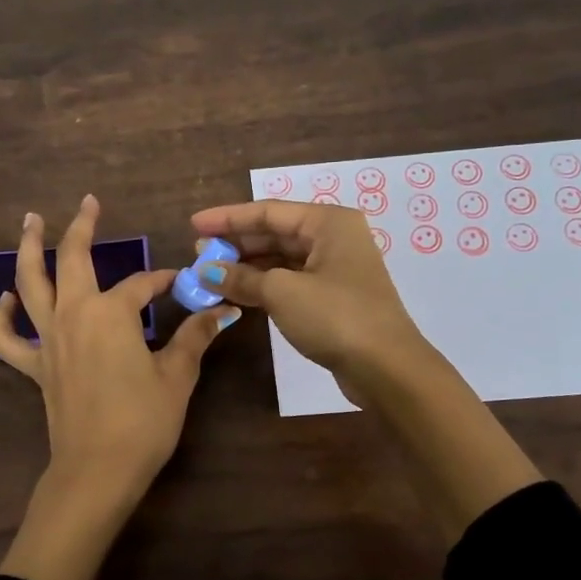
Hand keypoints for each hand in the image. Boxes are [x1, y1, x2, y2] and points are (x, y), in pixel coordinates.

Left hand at [0, 195, 235, 579]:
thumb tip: (222, 310)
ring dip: (28, 250)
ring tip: (29, 222)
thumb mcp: (177, 376)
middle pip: (72, 259)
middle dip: (80, 227)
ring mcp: (48, 340)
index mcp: (110, 313)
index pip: (141, 285)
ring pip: (30, 284)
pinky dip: (1, 317)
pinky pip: (8, 338)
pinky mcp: (35, 366)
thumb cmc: (143, 421)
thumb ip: (195, 337)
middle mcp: (73, 315)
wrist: (97, 470)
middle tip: (88, 202)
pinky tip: (5, 299)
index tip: (181, 283)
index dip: (163, 281)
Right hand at [190, 199, 428, 394]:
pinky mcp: (333, 298)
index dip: (228, 218)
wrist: (386, 368)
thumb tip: (206, 271)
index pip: (268, 211)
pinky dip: (262, 285)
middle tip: (198, 254)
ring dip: (246, 267)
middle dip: (235, 244)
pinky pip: (289, 281)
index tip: (194, 225)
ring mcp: (335, 269)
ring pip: (281, 259)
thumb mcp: (282, 292)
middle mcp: (334, 238)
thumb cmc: (335, 317)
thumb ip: (241, 277)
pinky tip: (236, 293)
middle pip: (275, 233)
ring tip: (210, 275)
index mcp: (328, 223)